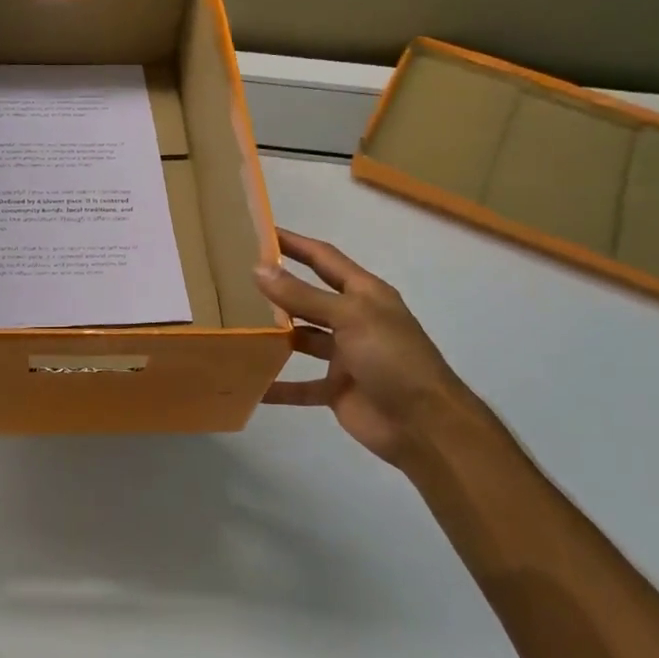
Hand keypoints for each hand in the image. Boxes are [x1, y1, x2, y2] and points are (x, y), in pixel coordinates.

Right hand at [253, 229, 471, 465]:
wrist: (424, 425)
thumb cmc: (392, 358)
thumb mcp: (349, 317)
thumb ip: (303, 296)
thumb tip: (258, 268)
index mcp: (365, 294)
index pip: (324, 259)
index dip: (295, 244)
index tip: (260, 232)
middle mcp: (354, 320)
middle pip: (309, 298)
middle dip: (278, 289)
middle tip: (235, 280)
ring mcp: (345, 356)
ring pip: (302, 339)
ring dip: (274, 336)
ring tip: (235, 326)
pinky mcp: (337, 389)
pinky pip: (300, 385)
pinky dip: (277, 386)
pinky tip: (249, 383)